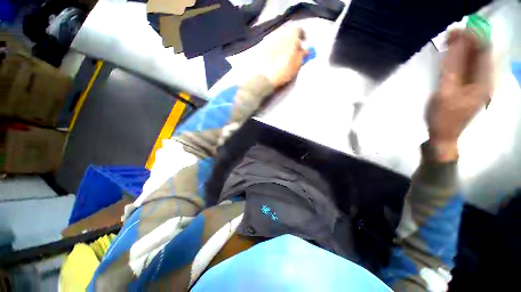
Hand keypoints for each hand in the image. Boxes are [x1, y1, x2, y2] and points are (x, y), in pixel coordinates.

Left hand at [263, 27, 307, 87]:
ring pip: (279, 37)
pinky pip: (271, 43)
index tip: (303, 44)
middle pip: (288, 32)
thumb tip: (305, 49)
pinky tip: (275, 55)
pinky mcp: (262, 45)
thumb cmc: (285, 70)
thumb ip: (303, 54)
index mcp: (291, 34)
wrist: (266, 76)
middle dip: (292, 39)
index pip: (299, 30)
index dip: (303, 37)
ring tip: (283, 53)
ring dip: (282, 42)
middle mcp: (280, 32)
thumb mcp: (298, 63)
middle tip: (293, 49)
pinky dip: (275, 47)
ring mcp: (269, 38)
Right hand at [426, 29, 491, 161]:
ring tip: (448, 43)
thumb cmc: (443, 118)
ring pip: (473, 60)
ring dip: (462, 50)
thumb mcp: (445, 92)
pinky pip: (467, 68)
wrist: (444, 136)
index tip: (455, 31)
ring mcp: (478, 84)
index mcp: (484, 81)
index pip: (483, 51)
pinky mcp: (469, 88)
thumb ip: (451, 68)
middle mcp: (485, 80)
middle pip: (479, 54)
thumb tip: (456, 44)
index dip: (471, 37)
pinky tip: (450, 58)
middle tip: (448, 36)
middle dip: (466, 42)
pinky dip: (459, 60)